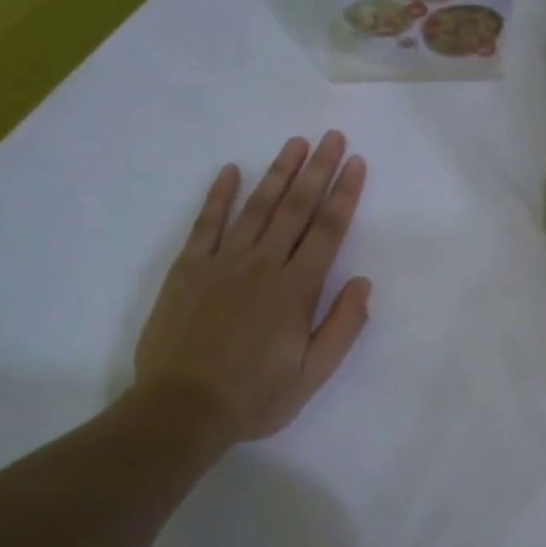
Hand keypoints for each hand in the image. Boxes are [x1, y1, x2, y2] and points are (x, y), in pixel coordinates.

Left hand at [135, 132, 370, 441]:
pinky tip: (231, 171)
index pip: (327, 232)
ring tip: (296, 143)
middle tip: (332, 137)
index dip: (344, 195)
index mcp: (295, 291)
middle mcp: (261, 266)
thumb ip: (342, 327)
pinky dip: (219, 196)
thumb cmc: (256, 397)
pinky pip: (206, 224)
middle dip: (317, 171)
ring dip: (278, 173)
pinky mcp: (187, 269)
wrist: (183, 409)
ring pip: (256, 208)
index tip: (356, 164)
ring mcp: (221, 263)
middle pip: (295, 209)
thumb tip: (363, 283)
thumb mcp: (313, 375)